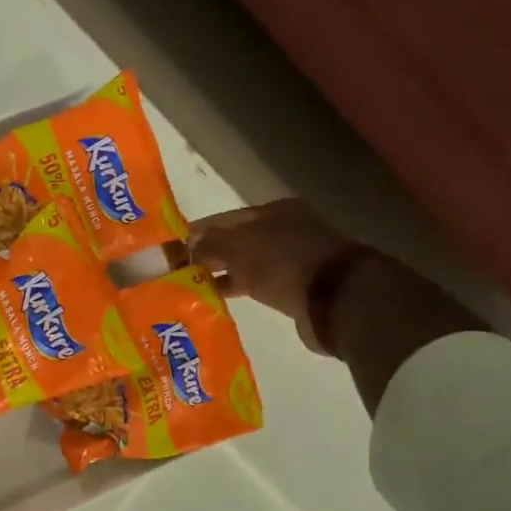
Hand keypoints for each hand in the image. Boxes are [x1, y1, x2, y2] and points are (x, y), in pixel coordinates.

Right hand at [189, 199, 353, 346]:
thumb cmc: (282, 262)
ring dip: (223, 272)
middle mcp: (285, 230)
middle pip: (238, 240)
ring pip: (247, 263)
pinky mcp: (296, 286)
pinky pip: (258, 283)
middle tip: (180, 268)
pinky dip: (239, 287)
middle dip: (210, 253)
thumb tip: (187, 244)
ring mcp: (293, 259)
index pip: (227, 218)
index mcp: (274, 211)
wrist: (335, 299)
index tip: (175, 246)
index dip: (200, 231)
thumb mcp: (238, 248)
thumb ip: (210, 244)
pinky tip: (219, 296)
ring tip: (193, 285)